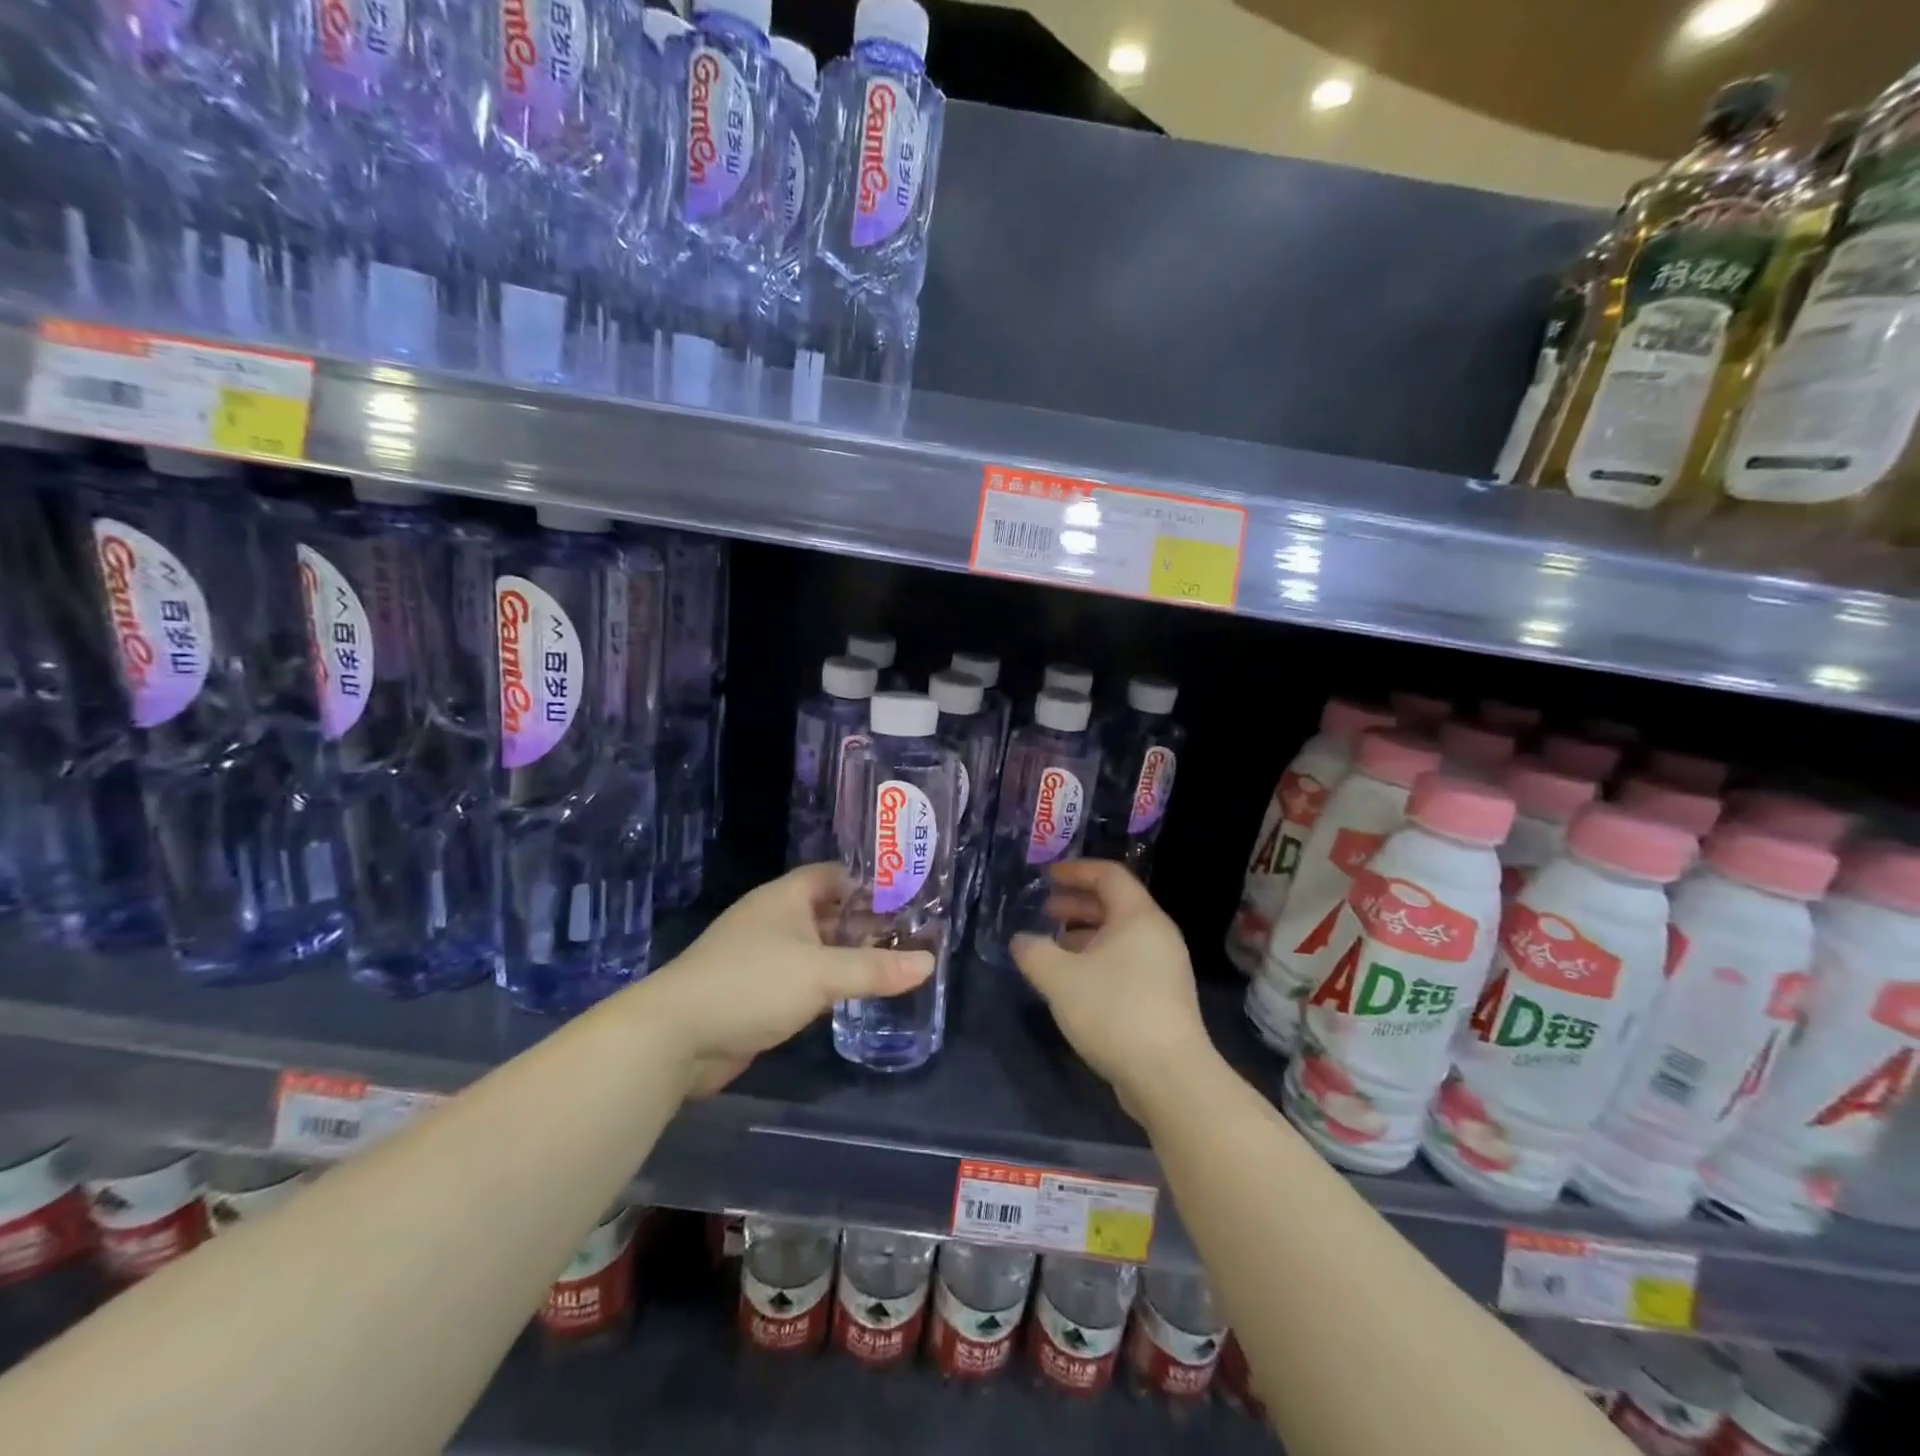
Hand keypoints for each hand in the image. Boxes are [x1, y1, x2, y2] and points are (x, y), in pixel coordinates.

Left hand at [643, 863, 932, 1086]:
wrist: (675, 1037)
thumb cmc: (751, 984)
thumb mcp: (821, 973)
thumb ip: (876, 969)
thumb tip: (930, 963)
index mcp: (786, 897)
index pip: (835, 875)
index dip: (870, 882)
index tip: (908, 896)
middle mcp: (775, 920)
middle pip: (829, 912)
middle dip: (866, 923)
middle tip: (912, 935)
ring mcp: (763, 956)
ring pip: (817, 947)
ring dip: (849, 955)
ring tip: (895, 963)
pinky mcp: (758, 992)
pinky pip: (803, 978)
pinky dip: (829, 983)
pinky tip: (855, 995)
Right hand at [1011, 861, 1211, 1109]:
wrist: (1169, 1077)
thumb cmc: (1114, 1011)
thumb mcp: (1060, 978)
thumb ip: (1034, 952)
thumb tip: (1021, 941)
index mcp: (1139, 916)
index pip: (1108, 875)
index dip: (1075, 871)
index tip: (1046, 877)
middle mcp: (1157, 934)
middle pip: (1115, 904)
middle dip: (1076, 904)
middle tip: (1044, 911)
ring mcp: (1165, 967)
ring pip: (1119, 936)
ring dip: (1084, 935)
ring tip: (1052, 947)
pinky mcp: (1163, 997)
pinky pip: (1126, 962)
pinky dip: (1098, 960)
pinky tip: (1074, 982)